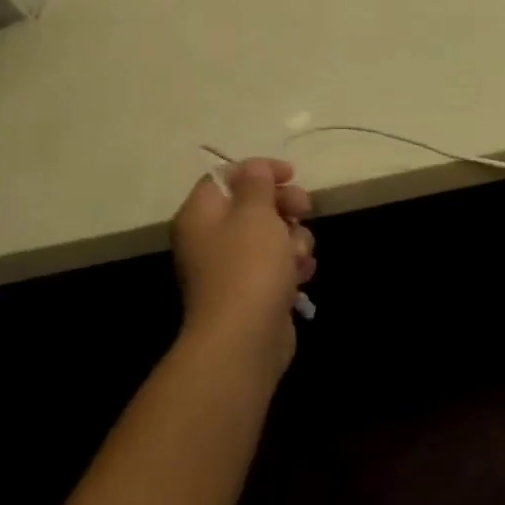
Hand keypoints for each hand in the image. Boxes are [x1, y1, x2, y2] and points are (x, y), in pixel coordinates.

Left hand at [171, 158, 315, 375]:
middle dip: (285, 207)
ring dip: (295, 239)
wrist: (245, 336)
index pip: (225, 178)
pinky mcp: (254, 289)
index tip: (292, 175)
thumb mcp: (255, 215)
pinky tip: (302, 275)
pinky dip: (294, 265)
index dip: (259, 171)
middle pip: (254, 206)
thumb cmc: (249, 267)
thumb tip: (253, 168)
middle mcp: (212, 238)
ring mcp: (233, 266)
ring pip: (274, 236)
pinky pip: (279, 264)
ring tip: (298, 256)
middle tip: (303, 211)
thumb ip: (256, 185)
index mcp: (201, 216)